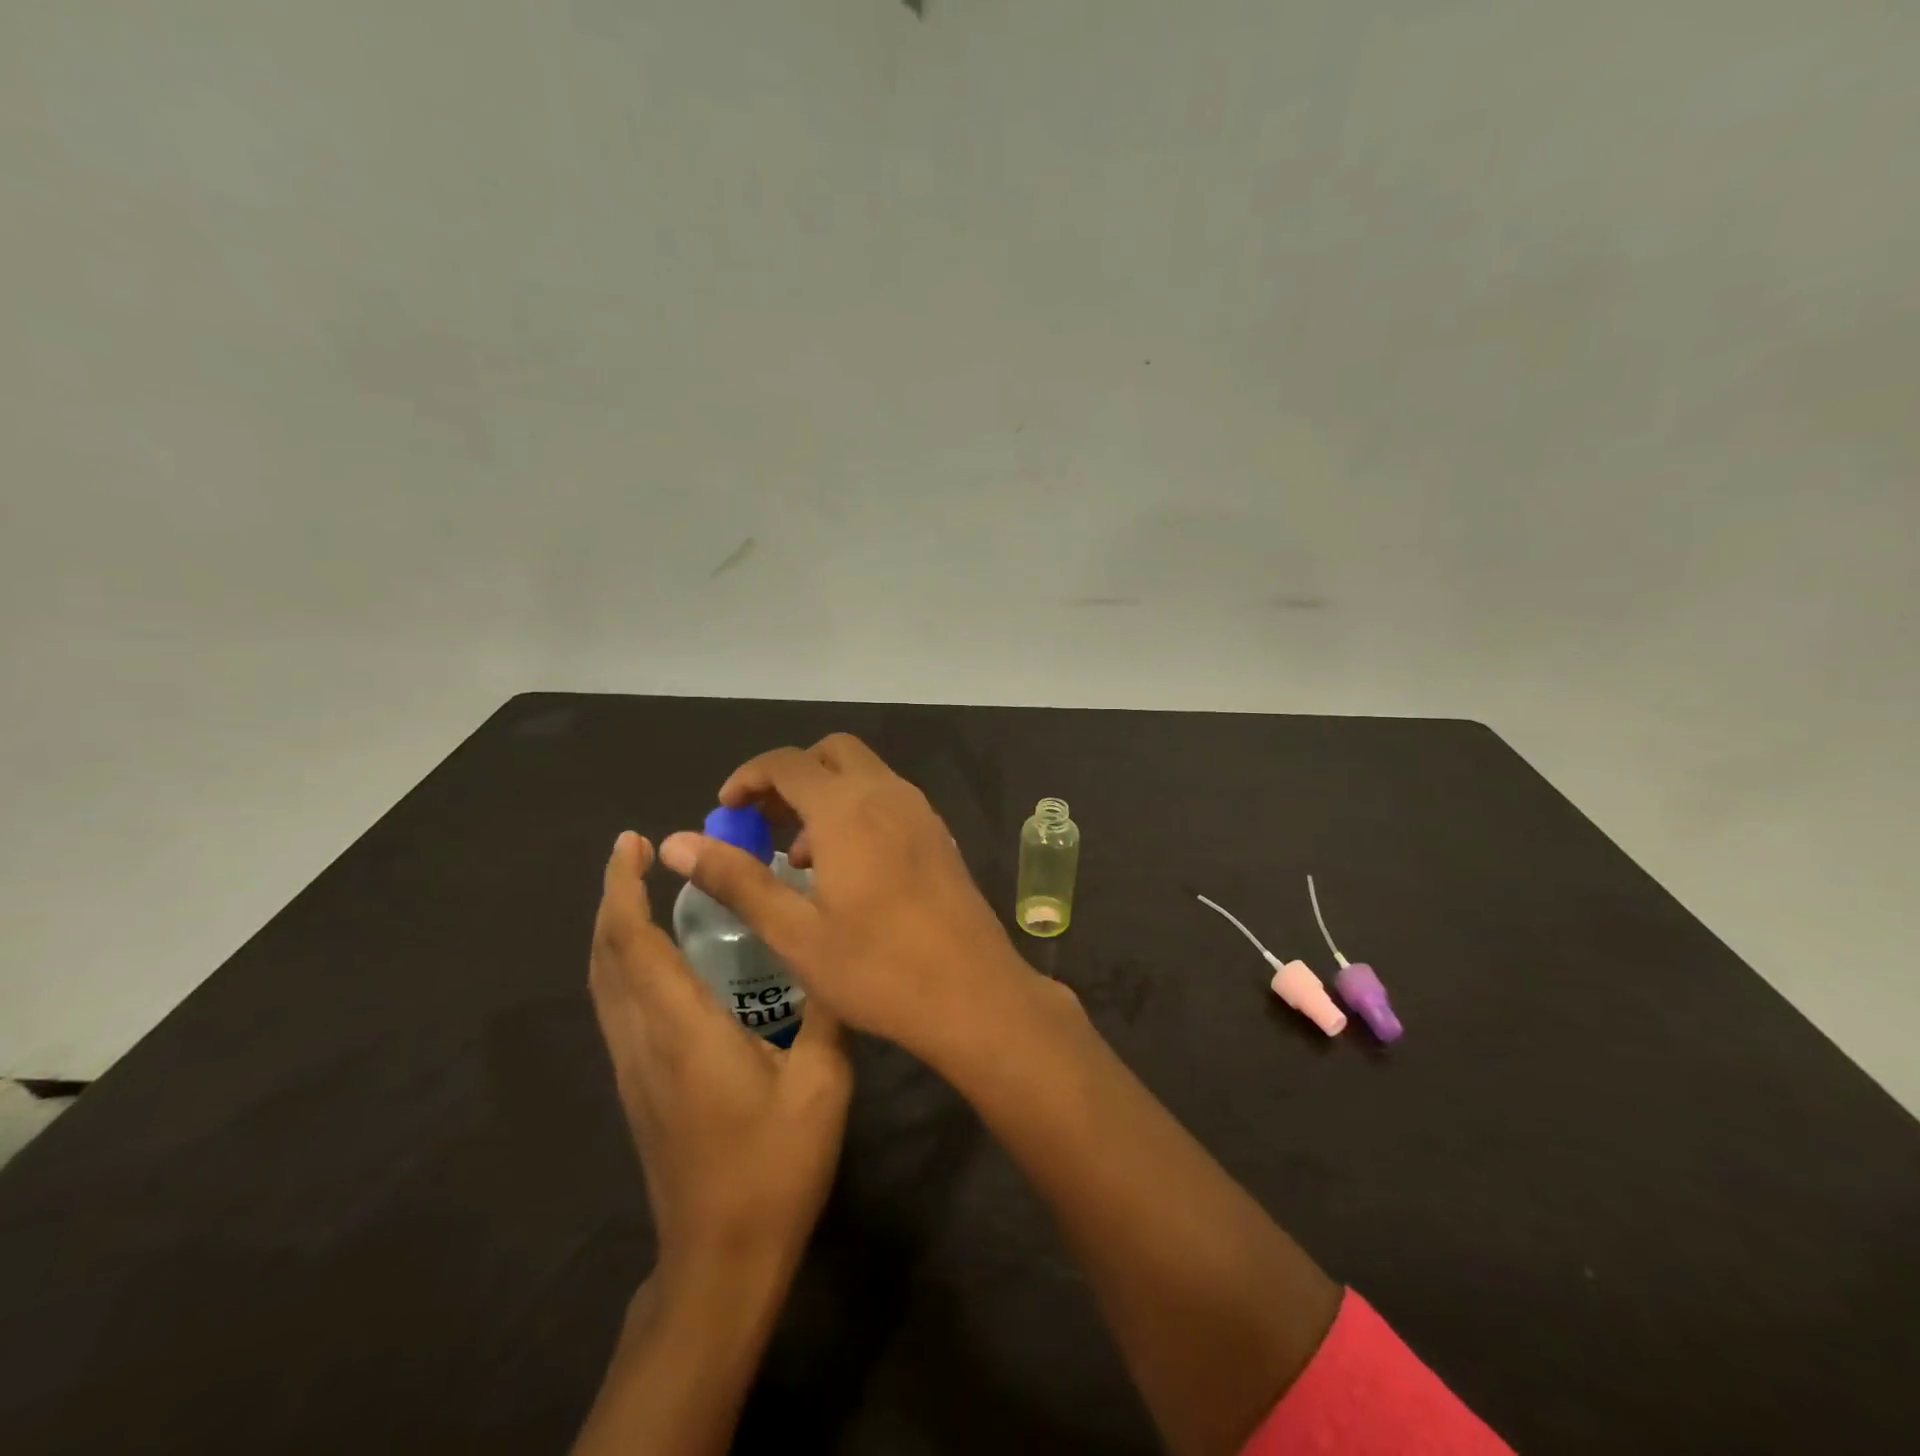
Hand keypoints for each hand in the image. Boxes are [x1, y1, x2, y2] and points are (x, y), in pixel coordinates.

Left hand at [588, 832, 851, 1282]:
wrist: (721, 1261)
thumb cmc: (774, 1167)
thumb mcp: (822, 1083)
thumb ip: (825, 1011)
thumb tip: (832, 952)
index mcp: (683, 1030)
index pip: (633, 944)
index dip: (623, 888)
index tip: (632, 842)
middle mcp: (643, 1041)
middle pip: (605, 956)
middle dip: (610, 897)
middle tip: (635, 851)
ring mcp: (633, 1068)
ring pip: (603, 983)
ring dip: (612, 929)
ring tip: (640, 890)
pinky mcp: (638, 1088)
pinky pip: (615, 1006)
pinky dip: (621, 963)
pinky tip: (655, 958)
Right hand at [657, 734, 1039, 1065]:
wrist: (974, 995)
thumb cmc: (877, 969)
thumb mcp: (795, 932)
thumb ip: (736, 880)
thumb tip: (676, 842)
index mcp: (847, 809)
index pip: (786, 762)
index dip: (748, 777)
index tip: (726, 811)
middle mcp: (887, 794)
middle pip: (832, 753)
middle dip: (791, 776)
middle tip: (763, 822)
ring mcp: (921, 812)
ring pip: (864, 775)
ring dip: (826, 795)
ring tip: (799, 856)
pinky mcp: (939, 835)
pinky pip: (889, 799)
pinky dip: (858, 810)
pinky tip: (847, 869)